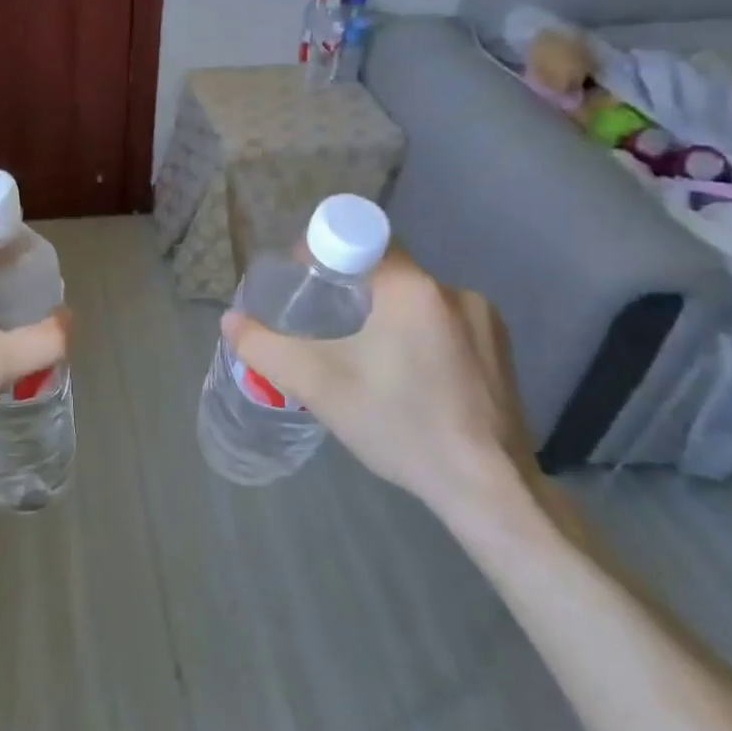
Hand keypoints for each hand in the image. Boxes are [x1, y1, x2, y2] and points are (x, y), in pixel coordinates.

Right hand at [222, 247, 533, 518]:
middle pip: (386, 271)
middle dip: (349, 290)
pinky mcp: (500, 352)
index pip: (359, 239)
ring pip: (414, 300)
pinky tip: (406, 379)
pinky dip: (416, 337)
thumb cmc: (400, 425)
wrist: (490, 491)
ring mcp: (485, 321)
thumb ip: (265, 348)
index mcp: (413, 288)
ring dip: (385, 316)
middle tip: (323, 328)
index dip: (325, 252)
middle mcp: (453, 291)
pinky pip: (443, 324)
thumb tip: (230, 321)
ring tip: (363, 359)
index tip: (304, 282)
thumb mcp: (319, 385)